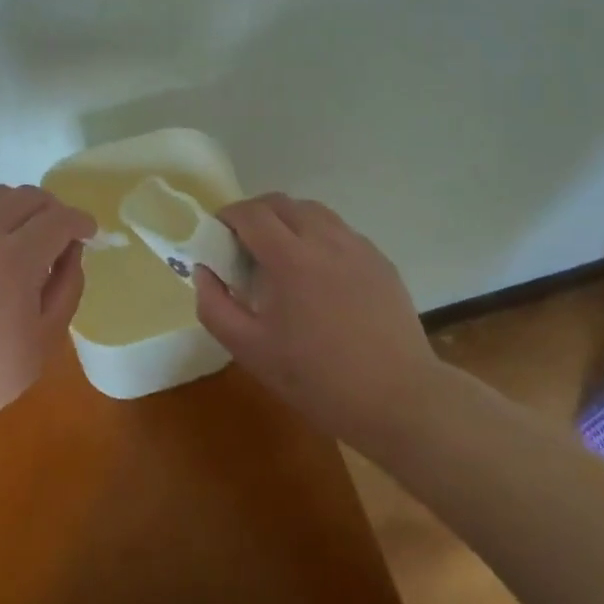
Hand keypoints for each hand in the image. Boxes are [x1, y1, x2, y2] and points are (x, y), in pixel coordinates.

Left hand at [0, 185, 94, 447]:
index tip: (90, 233)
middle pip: (29, 196)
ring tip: (30, 231)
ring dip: (23, 205)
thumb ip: (67, 286)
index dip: (81, 221)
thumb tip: (72, 252)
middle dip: (55, 209)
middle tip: (63, 234)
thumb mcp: (45, 338)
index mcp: (15, 259)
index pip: (58, 219)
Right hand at [194, 193, 437, 450]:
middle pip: (280, 203)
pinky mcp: (380, 261)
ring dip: (288, 220)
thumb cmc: (318, 379)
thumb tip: (203, 271)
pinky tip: (319, 274)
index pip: (250, 213)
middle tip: (244, 245)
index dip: (227, 216)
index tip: (218, 236)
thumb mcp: (250, 351)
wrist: (400, 401)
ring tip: (281, 254)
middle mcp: (324, 240)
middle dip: (254, 214)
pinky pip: (340, 232)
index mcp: (290, 258)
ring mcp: (357, 247)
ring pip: (313, 211)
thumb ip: (215, 306)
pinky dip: (318, 237)